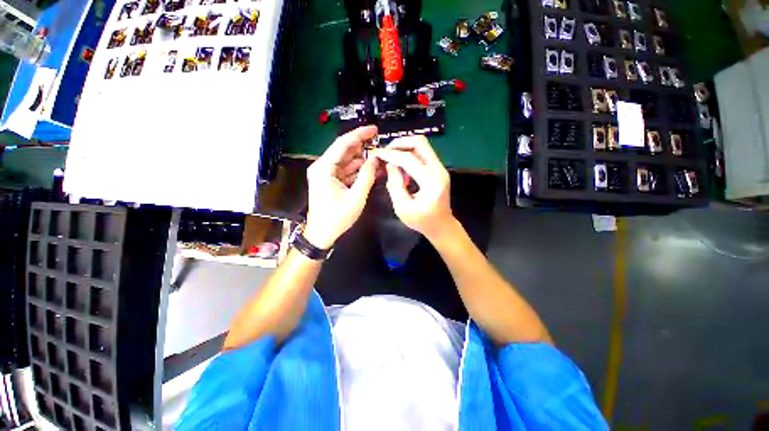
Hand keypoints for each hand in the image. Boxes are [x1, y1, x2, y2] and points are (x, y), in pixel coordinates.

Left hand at [304, 125, 378, 248]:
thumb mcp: (356, 198)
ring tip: (378, 159)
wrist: (321, 234)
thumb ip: (367, 177)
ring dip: (362, 160)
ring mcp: (326, 174)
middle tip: (379, 146)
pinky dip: (357, 170)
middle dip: (363, 148)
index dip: (359, 135)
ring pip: (346, 161)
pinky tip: (370, 170)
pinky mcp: (330, 181)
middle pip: (345, 151)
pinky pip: (346, 171)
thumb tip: (375, 160)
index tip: (373, 130)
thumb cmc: (336, 218)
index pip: (343, 144)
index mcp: (324, 168)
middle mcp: (322, 167)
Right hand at [373, 135, 454, 240]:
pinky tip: (401, 167)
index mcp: (431, 182)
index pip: (409, 159)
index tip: (377, 153)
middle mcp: (439, 170)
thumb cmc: (422, 221)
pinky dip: (410, 155)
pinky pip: (423, 154)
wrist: (442, 226)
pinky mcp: (438, 169)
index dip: (391, 154)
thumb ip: (395, 186)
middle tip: (385, 151)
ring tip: (391, 158)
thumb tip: (390, 165)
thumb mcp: (403, 208)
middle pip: (420, 143)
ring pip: (422, 146)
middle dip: (399, 143)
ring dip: (404, 147)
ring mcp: (441, 168)